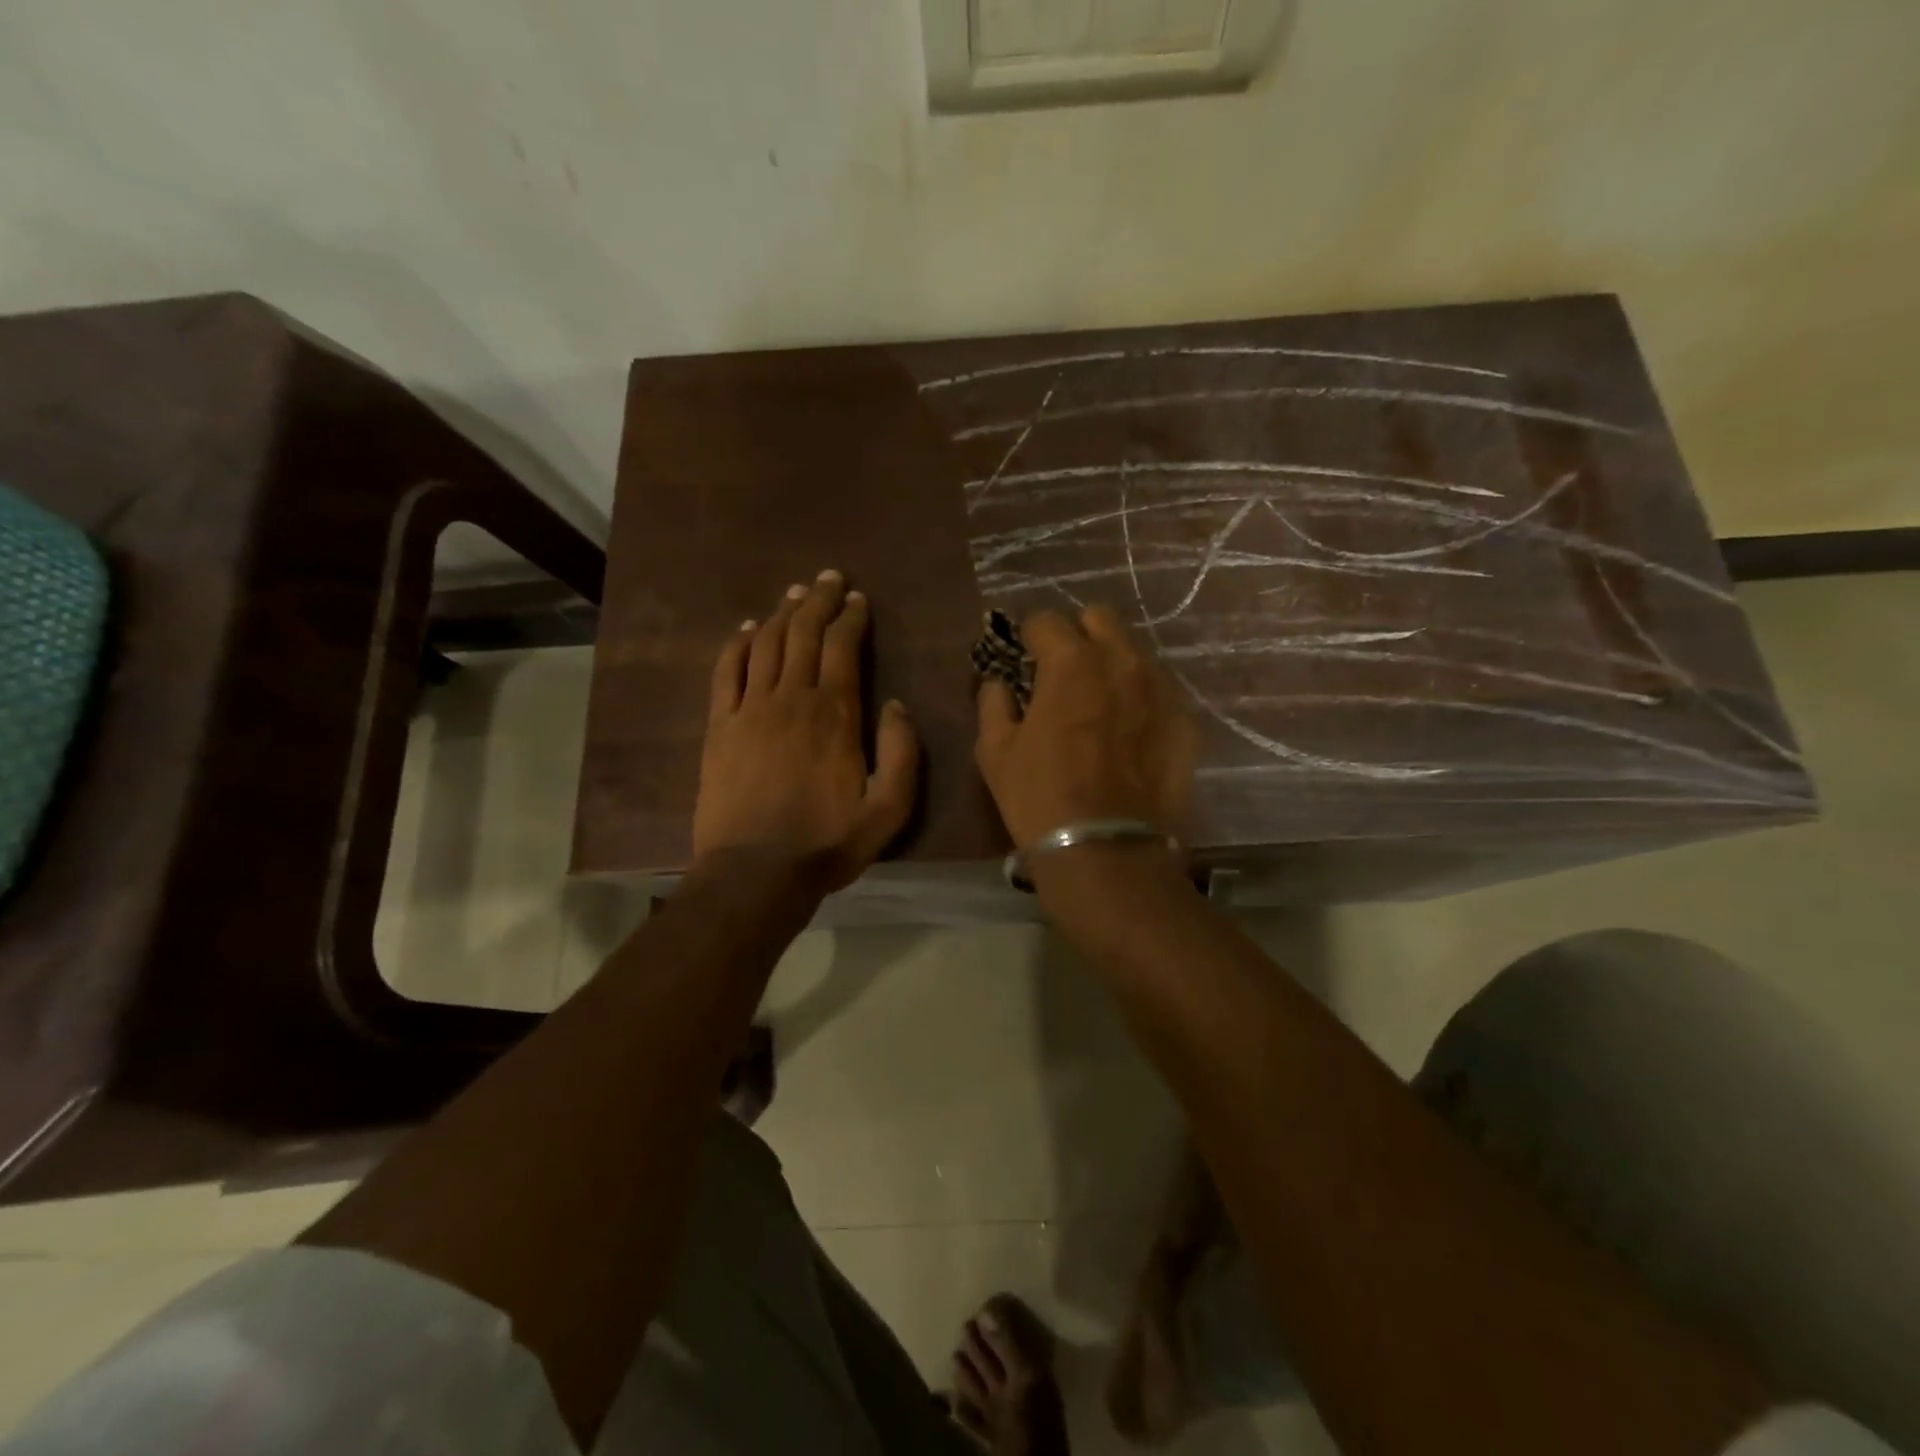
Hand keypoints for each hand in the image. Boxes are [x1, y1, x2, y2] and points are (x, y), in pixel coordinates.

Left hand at [692, 571, 919, 893]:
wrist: (755, 873)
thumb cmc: (827, 844)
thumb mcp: (888, 811)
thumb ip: (903, 754)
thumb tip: (896, 705)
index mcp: (836, 714)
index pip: (843, 647)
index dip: (850, 617)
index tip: (857, 599)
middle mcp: (792, 698)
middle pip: (803, 634)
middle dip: (818, 601)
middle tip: (828, 578)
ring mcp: (750, 709)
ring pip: (766, 644)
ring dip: (781, 613)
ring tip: (794, 593)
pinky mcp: (720, 726)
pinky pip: (726, 671)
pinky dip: (737, 644)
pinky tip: (746, 629)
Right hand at [973, 606, 1197, 852]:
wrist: (1108, 853)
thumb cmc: (1040, 798)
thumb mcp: (994, 751)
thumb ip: (994, 702)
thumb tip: (1000, 683)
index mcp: (1071, 662)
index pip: (1046, 620)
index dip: (1028, 637)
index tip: (1024, 658)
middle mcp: (1122, 661)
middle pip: (1099, 619)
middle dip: (1077, 635)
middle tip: (1063, 671)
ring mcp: (1161, 689)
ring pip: (1134, 652)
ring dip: (1111, 664)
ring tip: (1098, 701)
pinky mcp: (1185, 721)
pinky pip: (1158, 691)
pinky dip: (1139, 698)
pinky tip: (1127, 732)